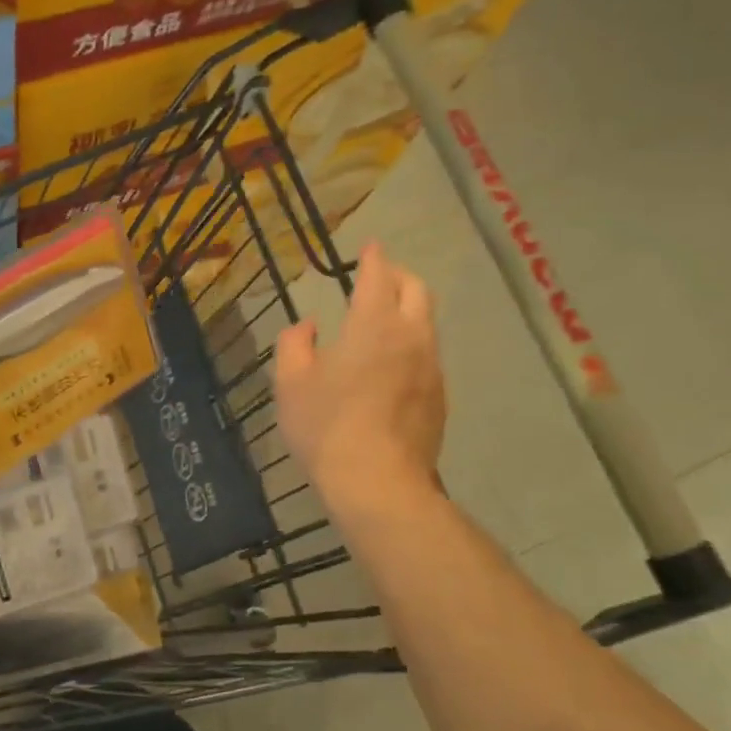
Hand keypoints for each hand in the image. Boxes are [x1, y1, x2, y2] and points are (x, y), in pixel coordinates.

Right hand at [273, 243, 445, 513]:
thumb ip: (295, 344)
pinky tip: (391, 367)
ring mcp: (431, 368)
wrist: (378, 483)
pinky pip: (427, 356)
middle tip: (379, 277)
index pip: (378, 277)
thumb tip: (307, 326)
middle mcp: (411, 337)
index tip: (370, 247)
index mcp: (373, 325)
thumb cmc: (326, 427)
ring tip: (384, 321)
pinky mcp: (439, 397)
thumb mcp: (290, 383)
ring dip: (408, 311)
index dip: (374, 258)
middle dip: (399, 277)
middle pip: (417, 291)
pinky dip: (411, 345)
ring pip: (426, 324)